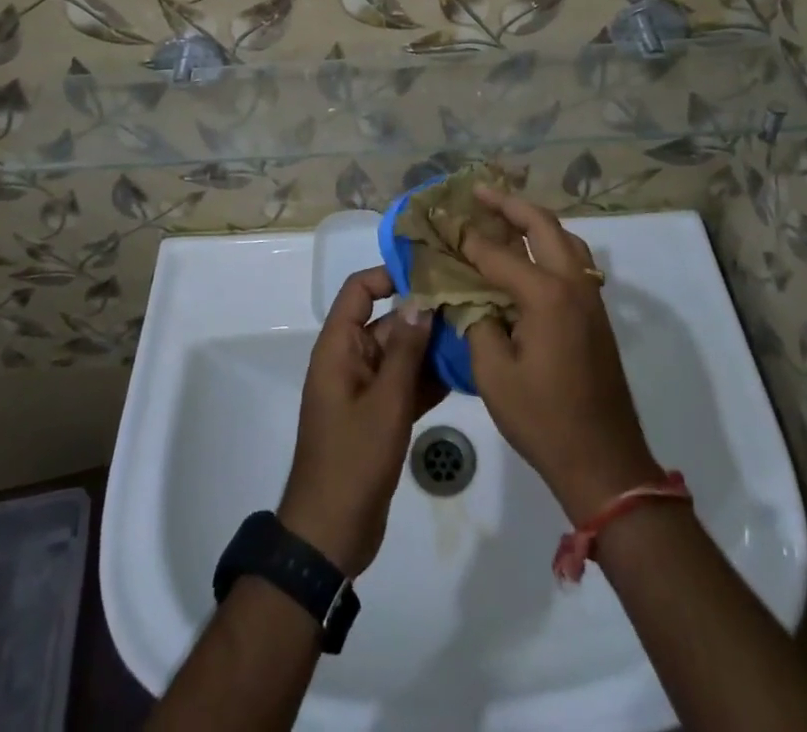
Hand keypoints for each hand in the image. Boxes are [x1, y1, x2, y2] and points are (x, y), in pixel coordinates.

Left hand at [279, 268, 442, 576]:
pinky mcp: (378, 414)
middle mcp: (350, 360)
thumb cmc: (353, 460)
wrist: (331, 535)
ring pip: (400, 353)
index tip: (431, 271)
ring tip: (475, 332)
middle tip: (469, 303)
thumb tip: (421, 299)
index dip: (390, 275)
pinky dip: (428, 378)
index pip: (359, 291)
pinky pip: (405, 383)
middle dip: (423, 313)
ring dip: (431, 347)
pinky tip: (465, 373)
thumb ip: (405, 350)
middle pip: (386, 320)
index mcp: (339, 348)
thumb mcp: (385, 402)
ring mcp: (365, 388)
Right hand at [461, 190, 662, 524]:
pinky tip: (529, 252)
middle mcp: (573, 284)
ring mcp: (590, 297)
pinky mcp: (596, 313)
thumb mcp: (493, 373)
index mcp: (547, 296)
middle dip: (509, 204)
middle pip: (542, 225)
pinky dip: (549, 242)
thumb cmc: (543, 419)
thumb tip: (464, 294)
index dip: (466, 238)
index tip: (442, 220)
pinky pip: (572, 259)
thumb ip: (476, 322)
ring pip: (564, 238)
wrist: (605, 461)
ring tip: (503, 213)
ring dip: (533, 219)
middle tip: (478, 191)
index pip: (498, 254)